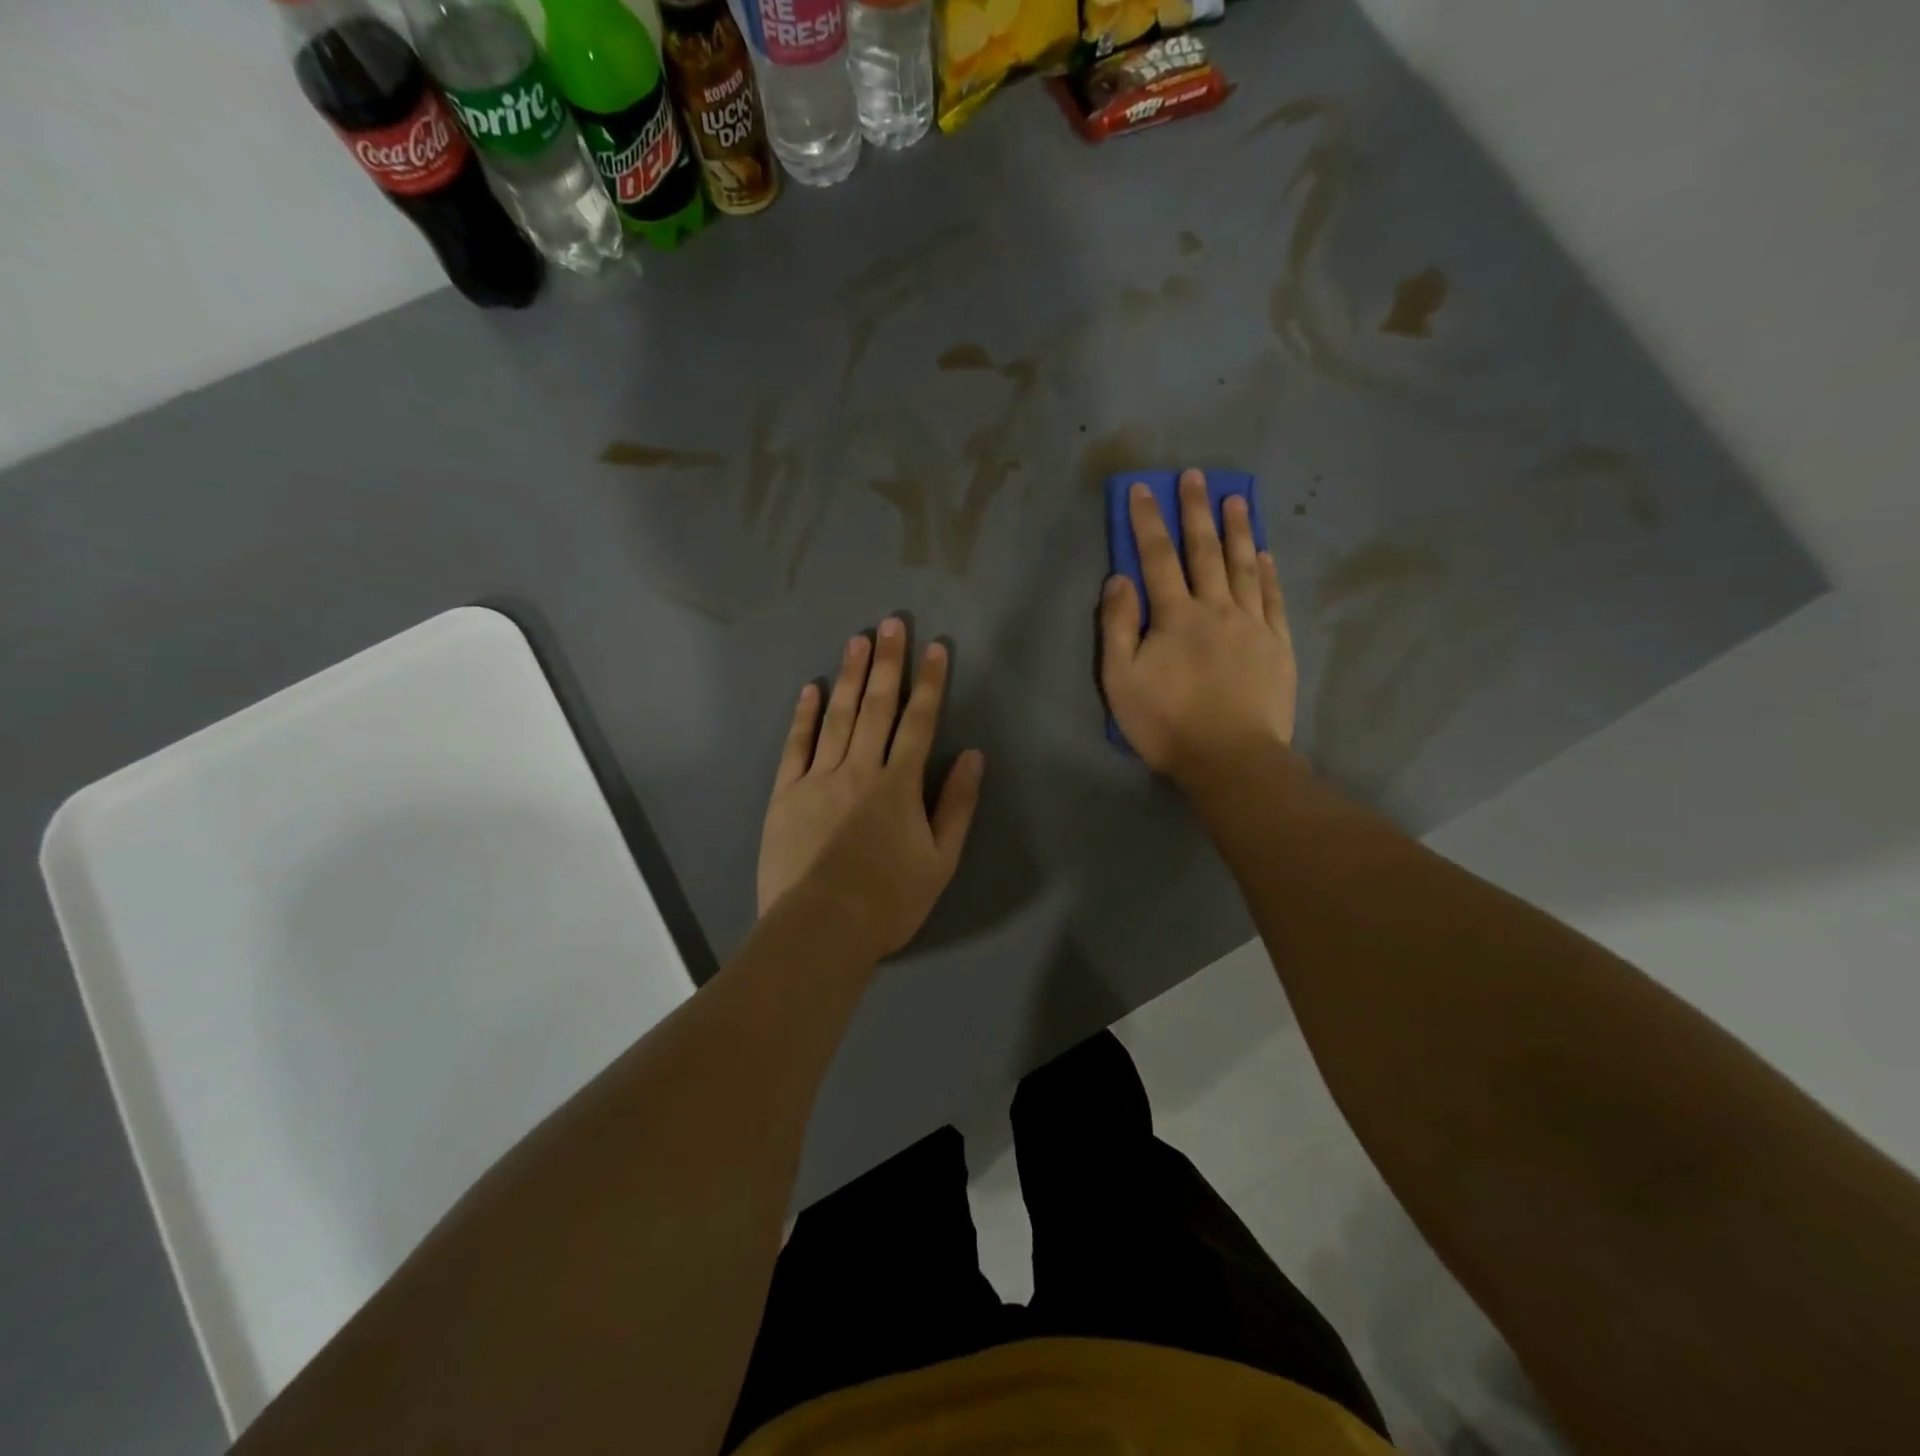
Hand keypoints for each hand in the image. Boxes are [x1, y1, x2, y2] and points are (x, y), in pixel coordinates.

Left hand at [758, 618, 984, 958]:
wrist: (822, 927)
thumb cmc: (889, 899)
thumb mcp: (941, 860)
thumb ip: (957, 805)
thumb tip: (973, 756)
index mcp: (899, 784)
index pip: (919, 722)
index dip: (930, 682)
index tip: (935, 647)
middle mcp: (860, 769)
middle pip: (876, 707)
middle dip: (887, 663)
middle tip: (890, 623)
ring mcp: (818, 778)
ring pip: (837, 717)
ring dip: (848, 676)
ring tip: (856, 640)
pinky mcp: (785, 794)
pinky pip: (795, 746)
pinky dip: (803, 716)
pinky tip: (809, 689)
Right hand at [1100, 470, 1297, 781]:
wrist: (1231, 759)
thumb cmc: (1167, 724)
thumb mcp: (1120, 681)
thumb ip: (1117, 627)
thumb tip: (1119, 579)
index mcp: (1174, 616)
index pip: (1156, 558)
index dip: (1147, 522)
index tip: (1143, 489)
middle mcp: (1215, 609)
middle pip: (1204, 551)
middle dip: (1196, 511)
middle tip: (1195, 475)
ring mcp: (1252, 624)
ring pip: (1243, 566)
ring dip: (1237, 530)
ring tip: (1236, 498)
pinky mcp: (1277, 645)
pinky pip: (1272, 598)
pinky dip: (1266, 572)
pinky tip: (1264, 553)